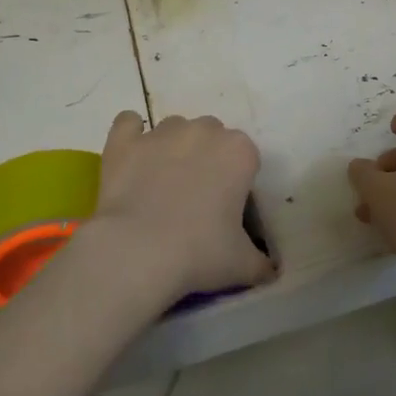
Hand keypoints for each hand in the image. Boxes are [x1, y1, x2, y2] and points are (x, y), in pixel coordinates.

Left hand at [82, 111, 276, 303]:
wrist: (137, 252)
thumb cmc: (199, 253)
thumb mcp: (242, 265)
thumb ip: (262, 263)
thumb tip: (271, 272)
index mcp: (239, 152)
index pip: (246, 157)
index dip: (237, 181)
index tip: (227, 208)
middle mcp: (204, 131)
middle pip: (211, 136)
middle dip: (207, 158)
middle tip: (196, 198)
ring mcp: (161, 132)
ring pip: (174, 128)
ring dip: (172, 148)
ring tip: (161, 184)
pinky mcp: (124, 141)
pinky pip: (129, 123)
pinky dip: (131, 136)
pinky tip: (131, 158)